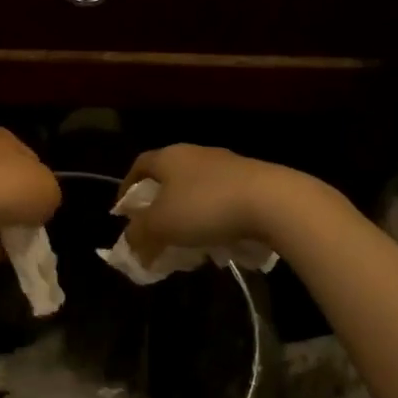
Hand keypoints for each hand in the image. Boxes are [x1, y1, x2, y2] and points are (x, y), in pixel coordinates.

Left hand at [0, 128, 60, 262]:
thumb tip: (36, 210)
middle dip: (16, 209)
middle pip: (3, 186)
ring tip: (14, 248)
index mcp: (3, 144)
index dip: (33, 172)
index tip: (40, 195)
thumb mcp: (48, 191)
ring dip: (0, 232)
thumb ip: (49, 198)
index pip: (21, 151)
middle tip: (30, 228)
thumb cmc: (4, 188)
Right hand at [117, 144, 293, 262]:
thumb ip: (139, 234)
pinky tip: (219, 241)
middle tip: (155, 230)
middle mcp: (197, 154)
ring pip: (197, 189)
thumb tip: (130, 244)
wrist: (274, 202)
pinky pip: (223, 199)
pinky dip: (214, 218)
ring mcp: (228, 165)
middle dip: (159, 205)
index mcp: (170, 157)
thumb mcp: (161, 226)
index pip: (139, 165)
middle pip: (169, 177)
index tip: (123, 211)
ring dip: (188, 213)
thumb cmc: (205, 208)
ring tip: (187, 242)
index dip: (127, 187)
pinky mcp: (253, 181)